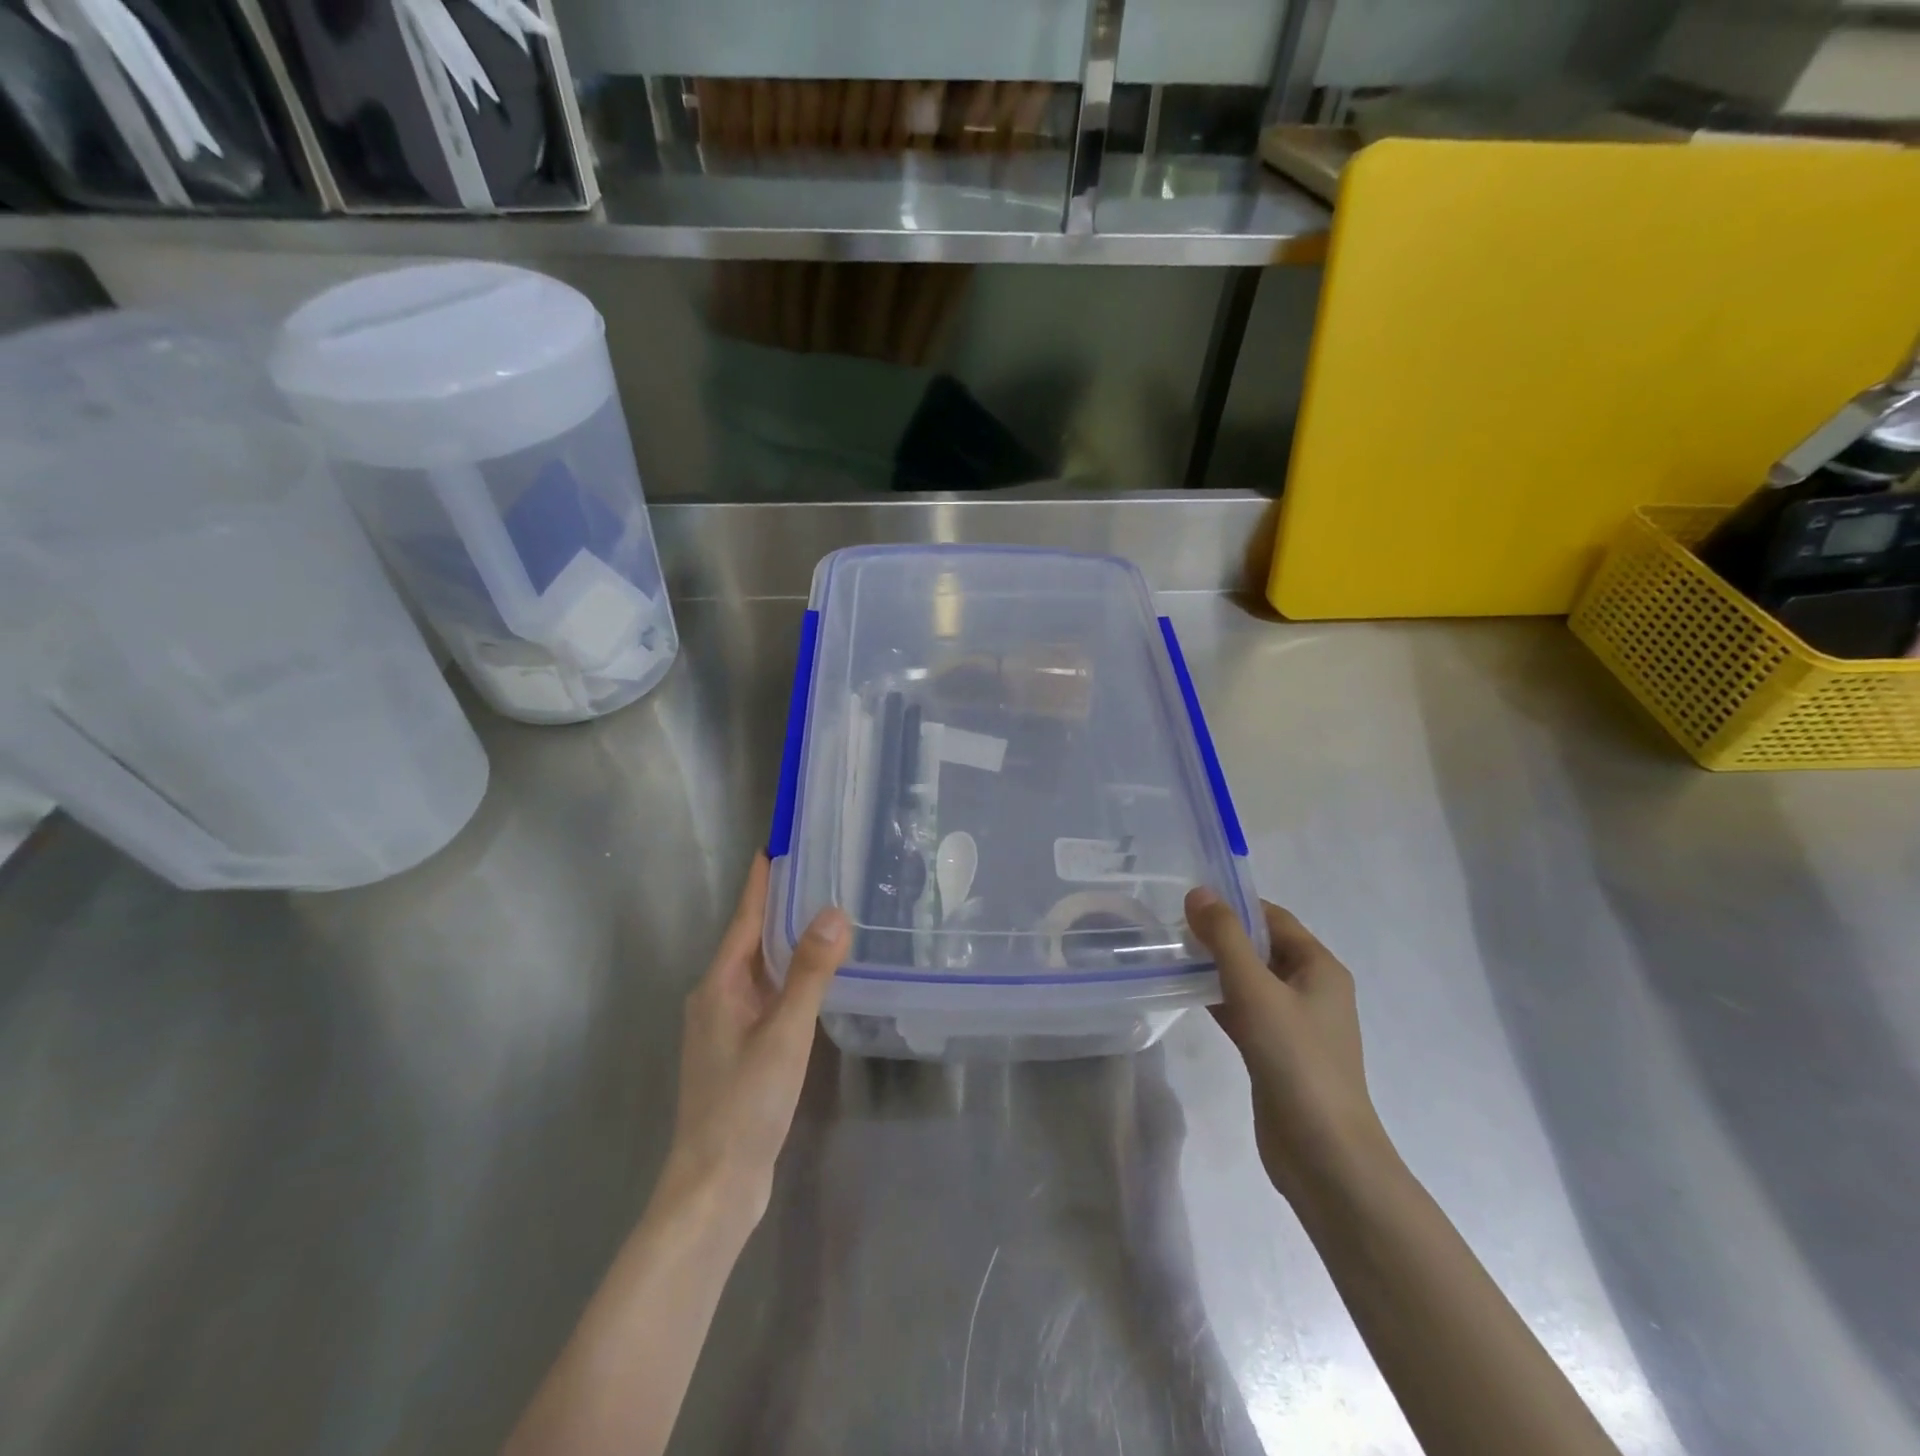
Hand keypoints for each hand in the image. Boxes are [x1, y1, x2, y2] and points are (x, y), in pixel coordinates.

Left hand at [665, 855, 850, 1224]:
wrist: (714, 1186)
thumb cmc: (744, 1104)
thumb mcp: (784, 1033)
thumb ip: (810, 973)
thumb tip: (834, 911)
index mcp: (719, 985)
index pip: (746, 917)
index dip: (763, 881)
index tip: (779, 843)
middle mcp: (717, 998)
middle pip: (752, 939)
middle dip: (781, 905)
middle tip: (819, 872)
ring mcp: (726, 1027)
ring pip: (761, 970)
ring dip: (787, 942)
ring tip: (824, 915)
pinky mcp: (740, 1051)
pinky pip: (768, 996)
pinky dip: (790, 977)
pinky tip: (815, 979)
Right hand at [1185, 888, 1392, 1205]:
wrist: (1324, 1154)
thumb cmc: (1296, 1059)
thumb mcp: (1257, 990)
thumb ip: (1225, 938)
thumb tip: (1199, 892)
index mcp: (1320, 968)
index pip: (1274, 919)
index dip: (1235, 905)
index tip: (1190, 902)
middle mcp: (1312, 990)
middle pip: (1262, 948)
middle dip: (1221, 936)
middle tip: (1174, 928)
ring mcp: (1295, 1025)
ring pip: (1250, 981)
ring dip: (1217, 967)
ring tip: (1173, 955)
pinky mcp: (1276, 1053)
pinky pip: (1245, 1011)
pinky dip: (1219, 999)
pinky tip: (1187, 994)